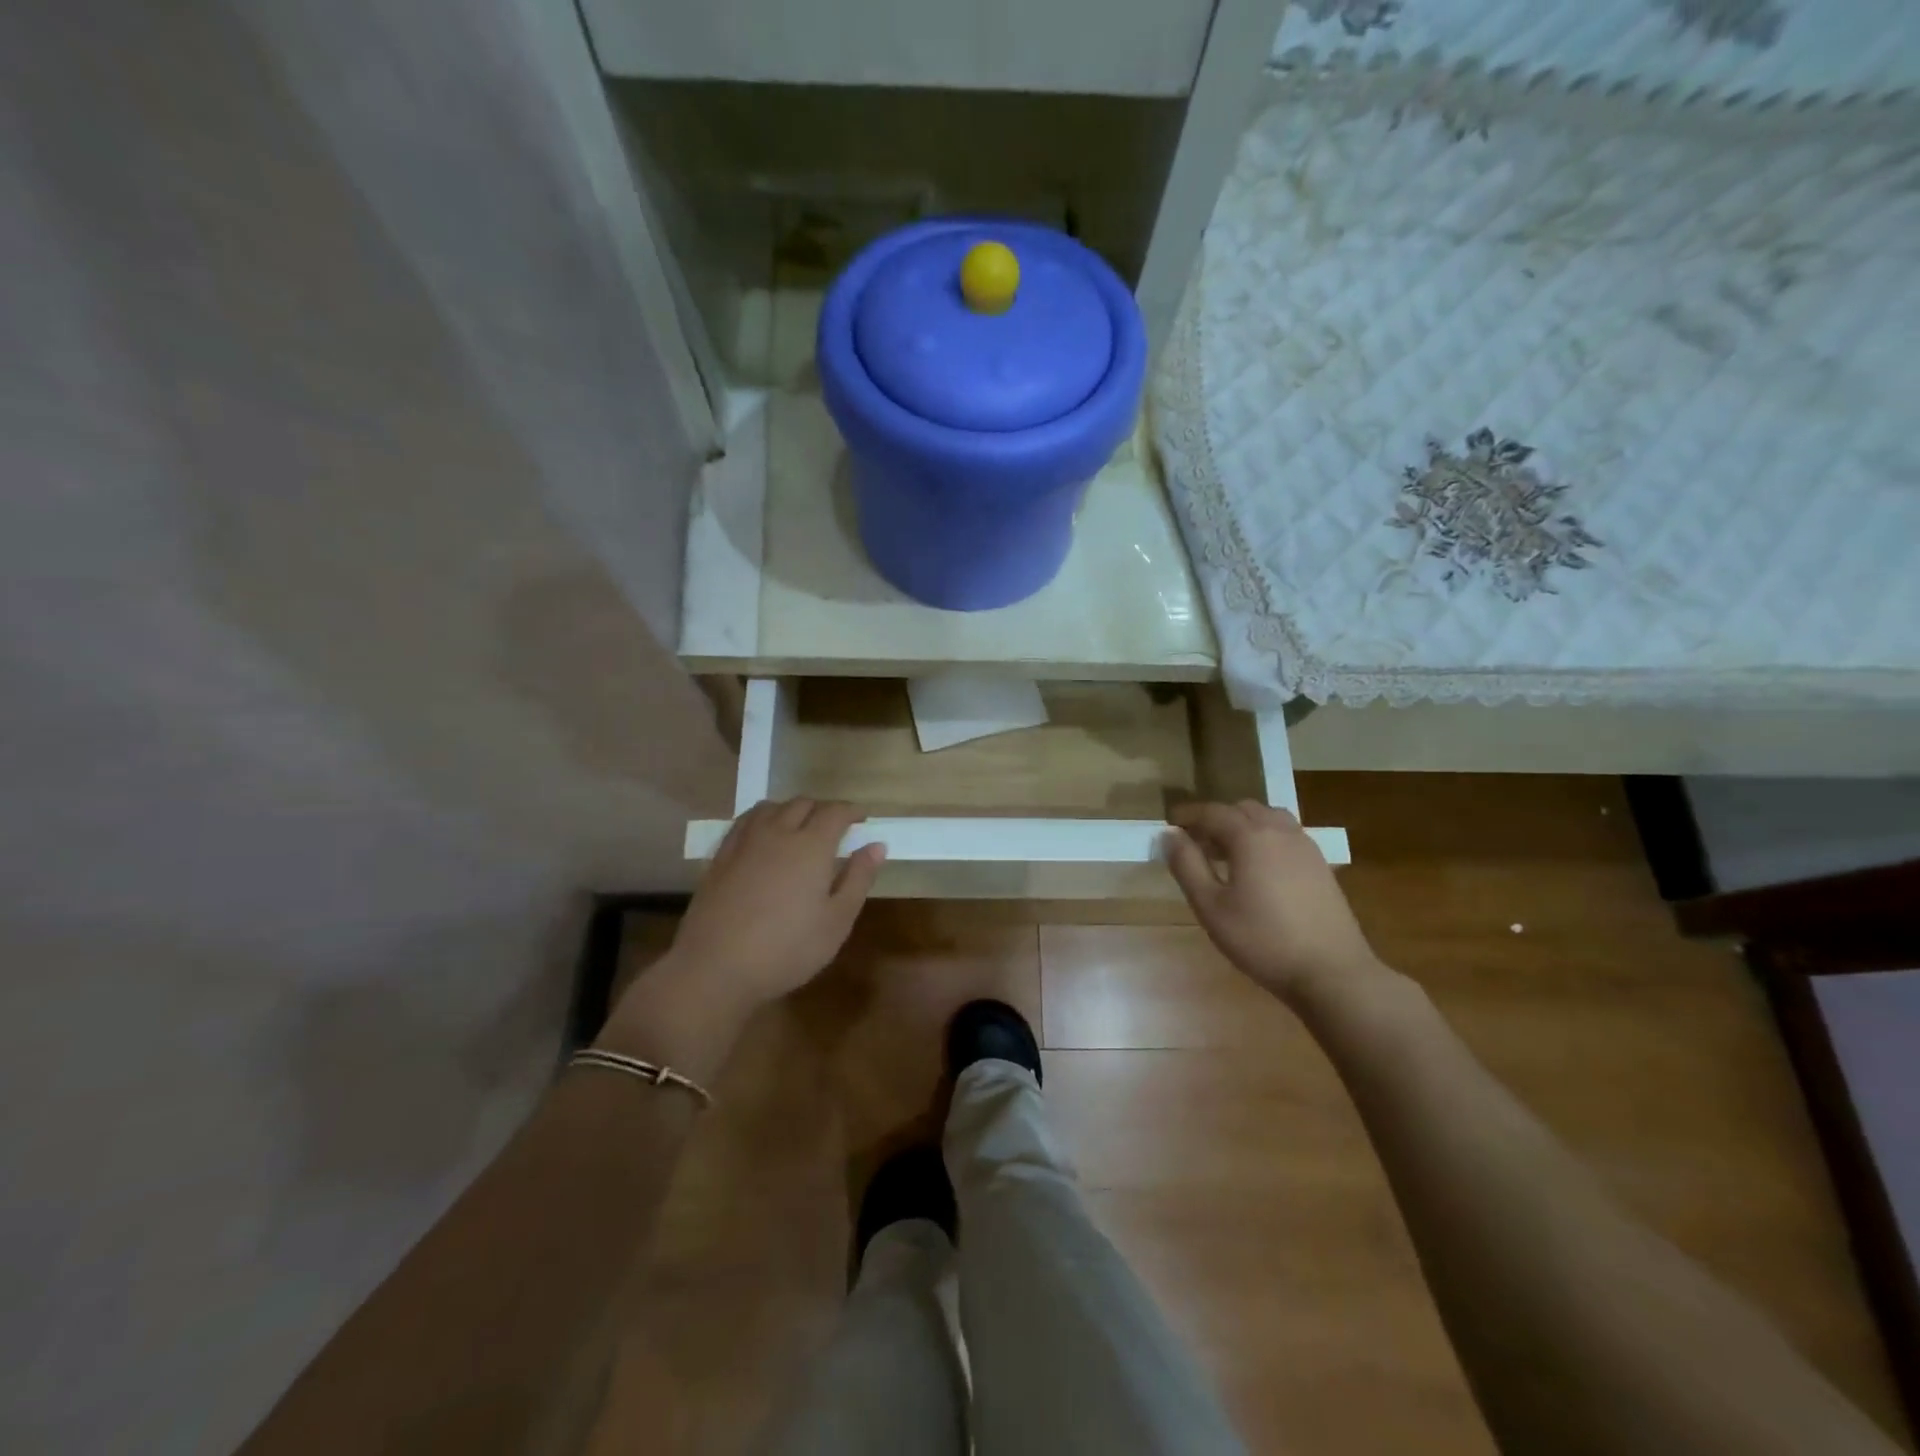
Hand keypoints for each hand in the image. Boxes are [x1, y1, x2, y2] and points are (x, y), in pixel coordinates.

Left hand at [598, 801, 884, 1077]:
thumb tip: (876, 845)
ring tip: (799, 827)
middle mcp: (778, 833)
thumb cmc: (787, 949)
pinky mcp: (720, 857)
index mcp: (811, 846)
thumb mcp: (837, 921)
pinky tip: (763, 837)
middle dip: (823, 809)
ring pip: (771, 808)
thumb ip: (858, 879)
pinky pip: (744, 822)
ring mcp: (744, 842)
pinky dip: (762, 819)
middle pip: (802, 803)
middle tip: (834, 827)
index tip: (862, 819)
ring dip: (791, 810)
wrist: (715, 968)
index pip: (835, 812)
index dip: (851, 811)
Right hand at [1165, 801, 1382, 1008]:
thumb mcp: (1211, 906)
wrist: (1331, 972)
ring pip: (1268, 818)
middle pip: (1242, 809)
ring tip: (1227, 852)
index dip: (1188, 815)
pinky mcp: (1320, 865)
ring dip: (1243, 825)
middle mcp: (1280, 831)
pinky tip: (1258, 868)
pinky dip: (1265, 837)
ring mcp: (1305, 846)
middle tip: (1195, 843)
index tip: (1169, 825)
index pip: (1212, 812)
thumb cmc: (1262, 939)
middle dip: (1216, 819)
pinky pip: (1286, 835)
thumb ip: (1187, 866)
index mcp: (1250, 836)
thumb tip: (1169, 835)